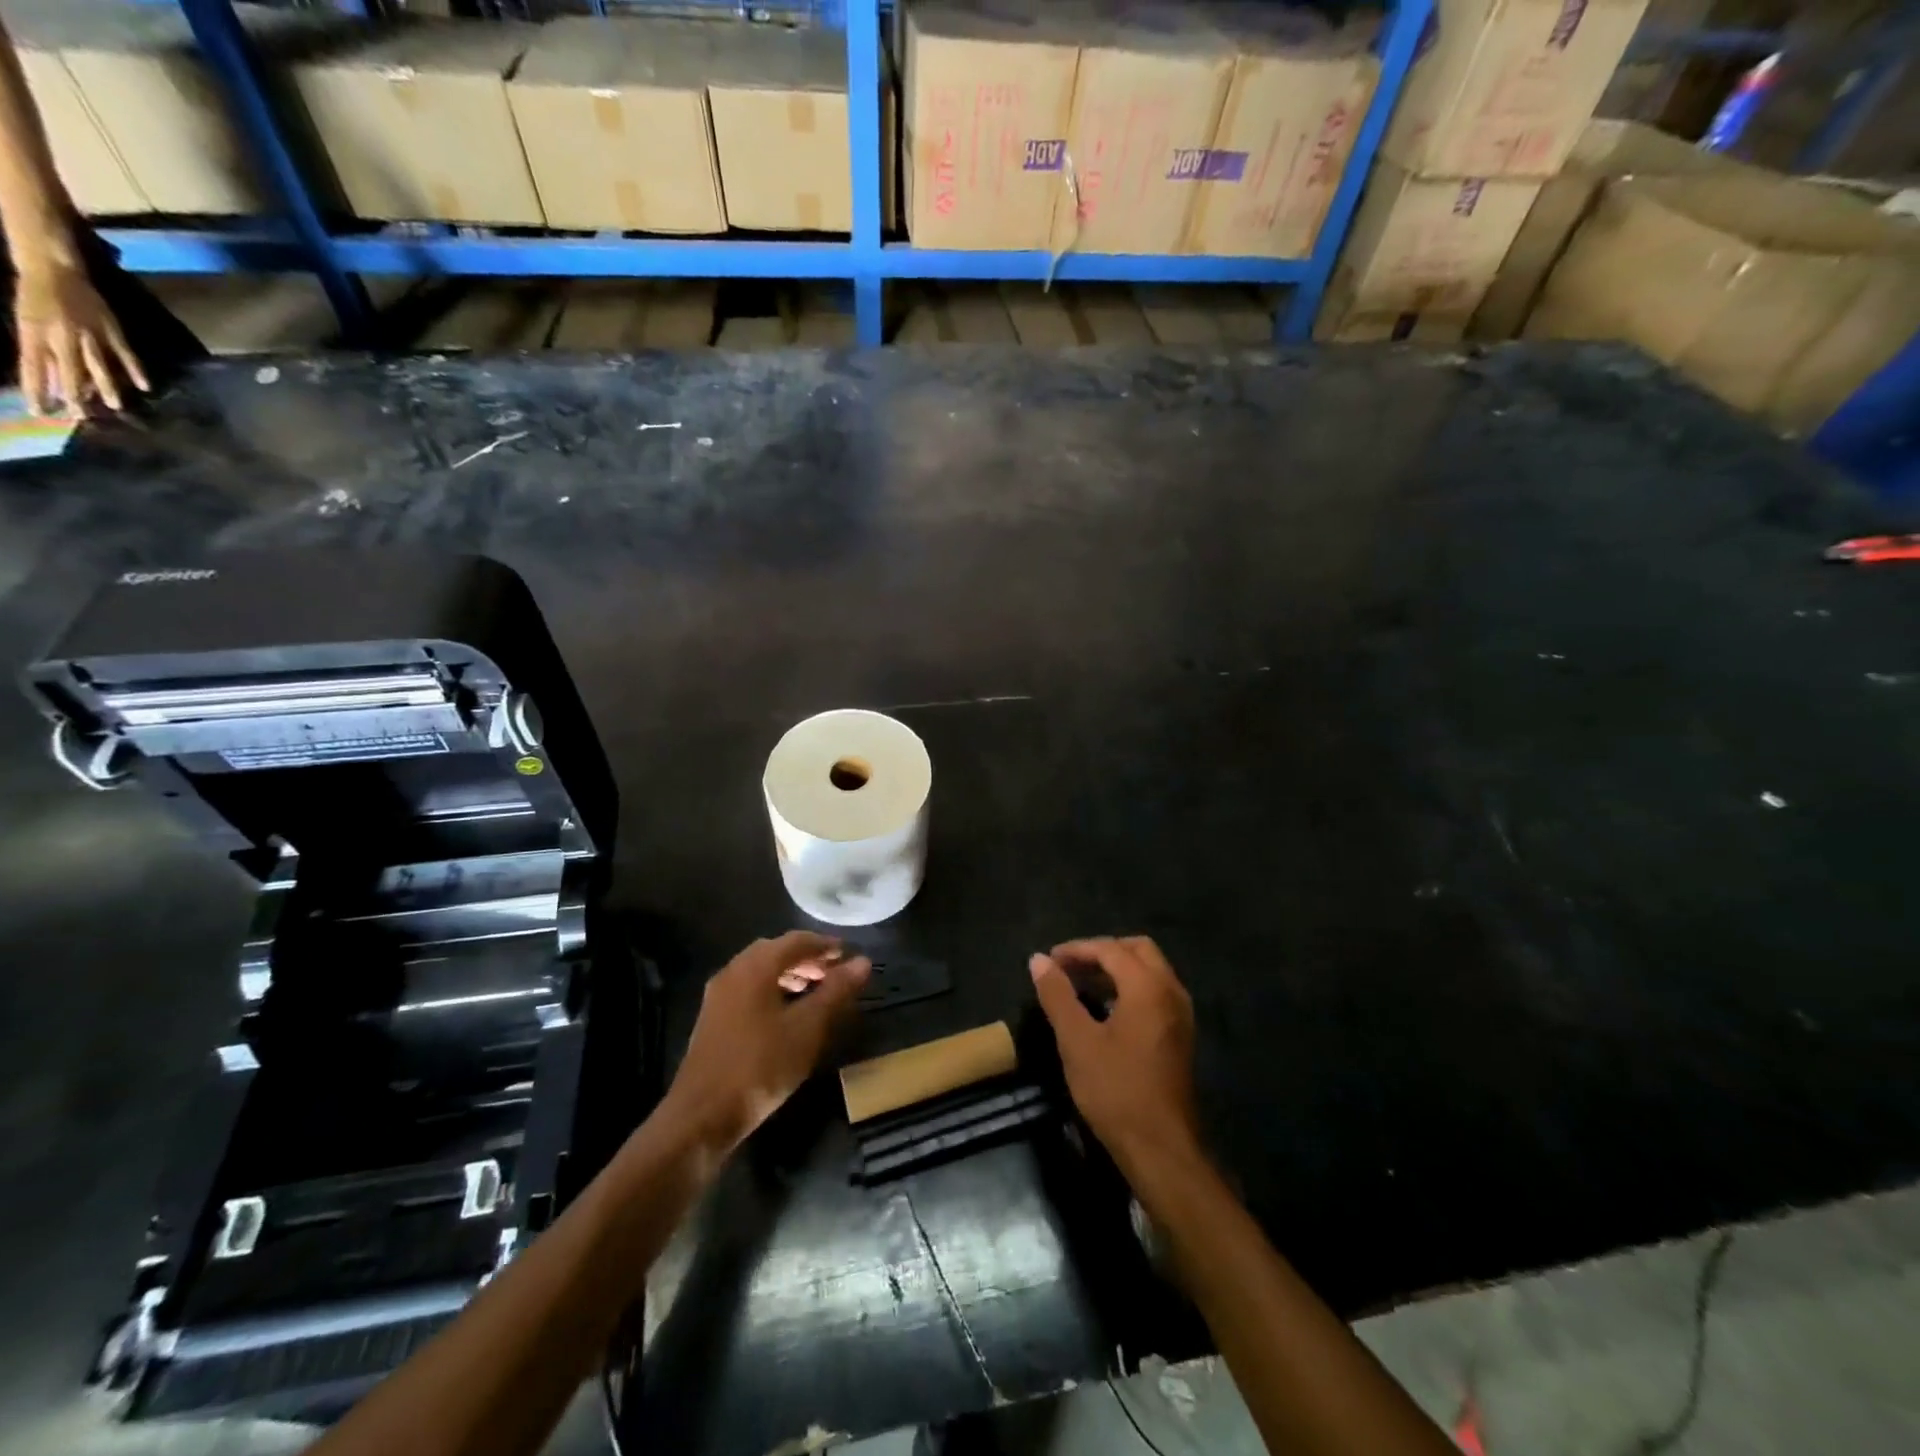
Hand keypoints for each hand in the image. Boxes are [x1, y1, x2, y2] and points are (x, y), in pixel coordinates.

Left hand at [15, 260, 148, 416]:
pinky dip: (135, 369)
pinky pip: (124, 353)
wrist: (51, 265)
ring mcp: (89, 333)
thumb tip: (49, 381)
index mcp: (34, 332)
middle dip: (74, 394)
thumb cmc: (33, 292)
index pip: (33, 367)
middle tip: (81, 417)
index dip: (36, 390)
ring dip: (105, 386)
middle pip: (68, 371)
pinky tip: (145, 386)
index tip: (41, 412)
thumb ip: (37, 349)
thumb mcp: (26, 320)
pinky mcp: (110, 329)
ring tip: (115, 407)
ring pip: (96, 365)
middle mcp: (61, 335)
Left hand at [662, 931, 870, 1154]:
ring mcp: (718, 996)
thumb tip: (862, 962)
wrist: (702, 1116)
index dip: (826, 945)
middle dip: (808, 958)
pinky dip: (773, 990)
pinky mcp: (713, 1019)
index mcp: (755, 966)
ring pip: (760, 971)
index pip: (796, 940)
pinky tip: (788, 1015)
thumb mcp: (808, 1027)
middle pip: (776, 952)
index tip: (850, 956)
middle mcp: (733, 971)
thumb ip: (836, 991)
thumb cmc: (761, 1065)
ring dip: (790, 975)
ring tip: (816, 992)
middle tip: (835, 973)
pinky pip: (749, 990)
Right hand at [1030, 936, 1199, 1174]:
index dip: (1077, 949)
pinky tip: (1105, 1009)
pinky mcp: (1180, 1035)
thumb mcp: (1076, 1040)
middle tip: (1070, 967)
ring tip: (1081, 984)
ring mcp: (1180, 1014)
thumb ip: (1057, 995)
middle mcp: (1171, 991)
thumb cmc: (1115, 1089)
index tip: (1049, 960)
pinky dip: (1130, 988)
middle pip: (1137, 950)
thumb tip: (1038, 960)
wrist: (1161, 1147)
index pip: (1110, 949)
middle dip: (1102, 952)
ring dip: (1116, 969)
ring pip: (1150, 971)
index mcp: (1148, 986)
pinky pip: (1155, 992)